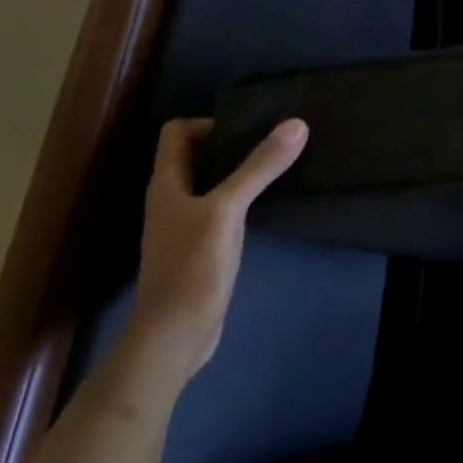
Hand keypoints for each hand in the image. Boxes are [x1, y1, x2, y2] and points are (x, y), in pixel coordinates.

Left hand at [128, 117, 308, 389]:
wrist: (174, 338)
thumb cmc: (192, 266)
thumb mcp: (227, 210)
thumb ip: (259, 167)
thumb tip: (296, 124)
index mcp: (167, 184)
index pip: (176, 132)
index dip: (208, 123)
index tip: (246, 131)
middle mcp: (172, 199)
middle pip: (196, 155)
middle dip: (231, 144)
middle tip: (271, 143)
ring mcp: (185, 226)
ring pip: (211, 183)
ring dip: (239, 172)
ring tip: (276, 167)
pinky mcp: (200, 248)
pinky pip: (221, 209)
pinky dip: (242, 199)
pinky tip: (266, 205)